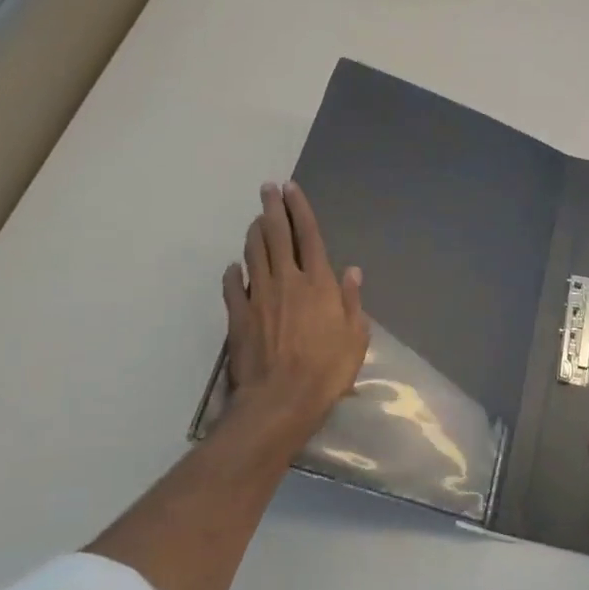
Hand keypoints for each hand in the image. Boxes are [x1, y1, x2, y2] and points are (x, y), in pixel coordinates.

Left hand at [223, 181, 368, 435]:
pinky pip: (232, 287)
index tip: (291, 189)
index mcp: (318, 282)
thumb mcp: (356, 337)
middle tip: (267, 189)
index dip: (300, 209)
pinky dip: (233, 273)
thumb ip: (352, 301)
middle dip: (272, 208)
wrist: (280, 400)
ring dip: (254, 233)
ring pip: (254, 253)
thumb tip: (352, 271)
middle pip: (277, 235)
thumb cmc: (326, 371)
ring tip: (255, 220)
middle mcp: (287, 280)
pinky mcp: (238, 316)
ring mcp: (259, 296)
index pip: (309, 235)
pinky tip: (233, 267)